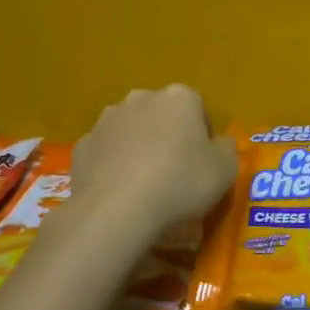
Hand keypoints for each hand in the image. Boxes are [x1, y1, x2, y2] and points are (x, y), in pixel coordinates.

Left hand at [70, 85, 237, 233]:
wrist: (116, 211)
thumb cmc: (180, 183)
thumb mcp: (225, 170)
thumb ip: (226, 149)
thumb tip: (220, 143)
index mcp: (179, 98)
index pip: (198, 108)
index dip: (203, 136)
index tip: (204, 164)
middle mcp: (141, 98)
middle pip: (162, 115)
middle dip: (168, 136)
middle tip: (176, 173)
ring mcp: (106, 120)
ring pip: (131, 131)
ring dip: (139, 148)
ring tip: (146, 185)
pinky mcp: (82, 146)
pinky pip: (106, 153)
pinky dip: (113, 166)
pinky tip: (120, 192)